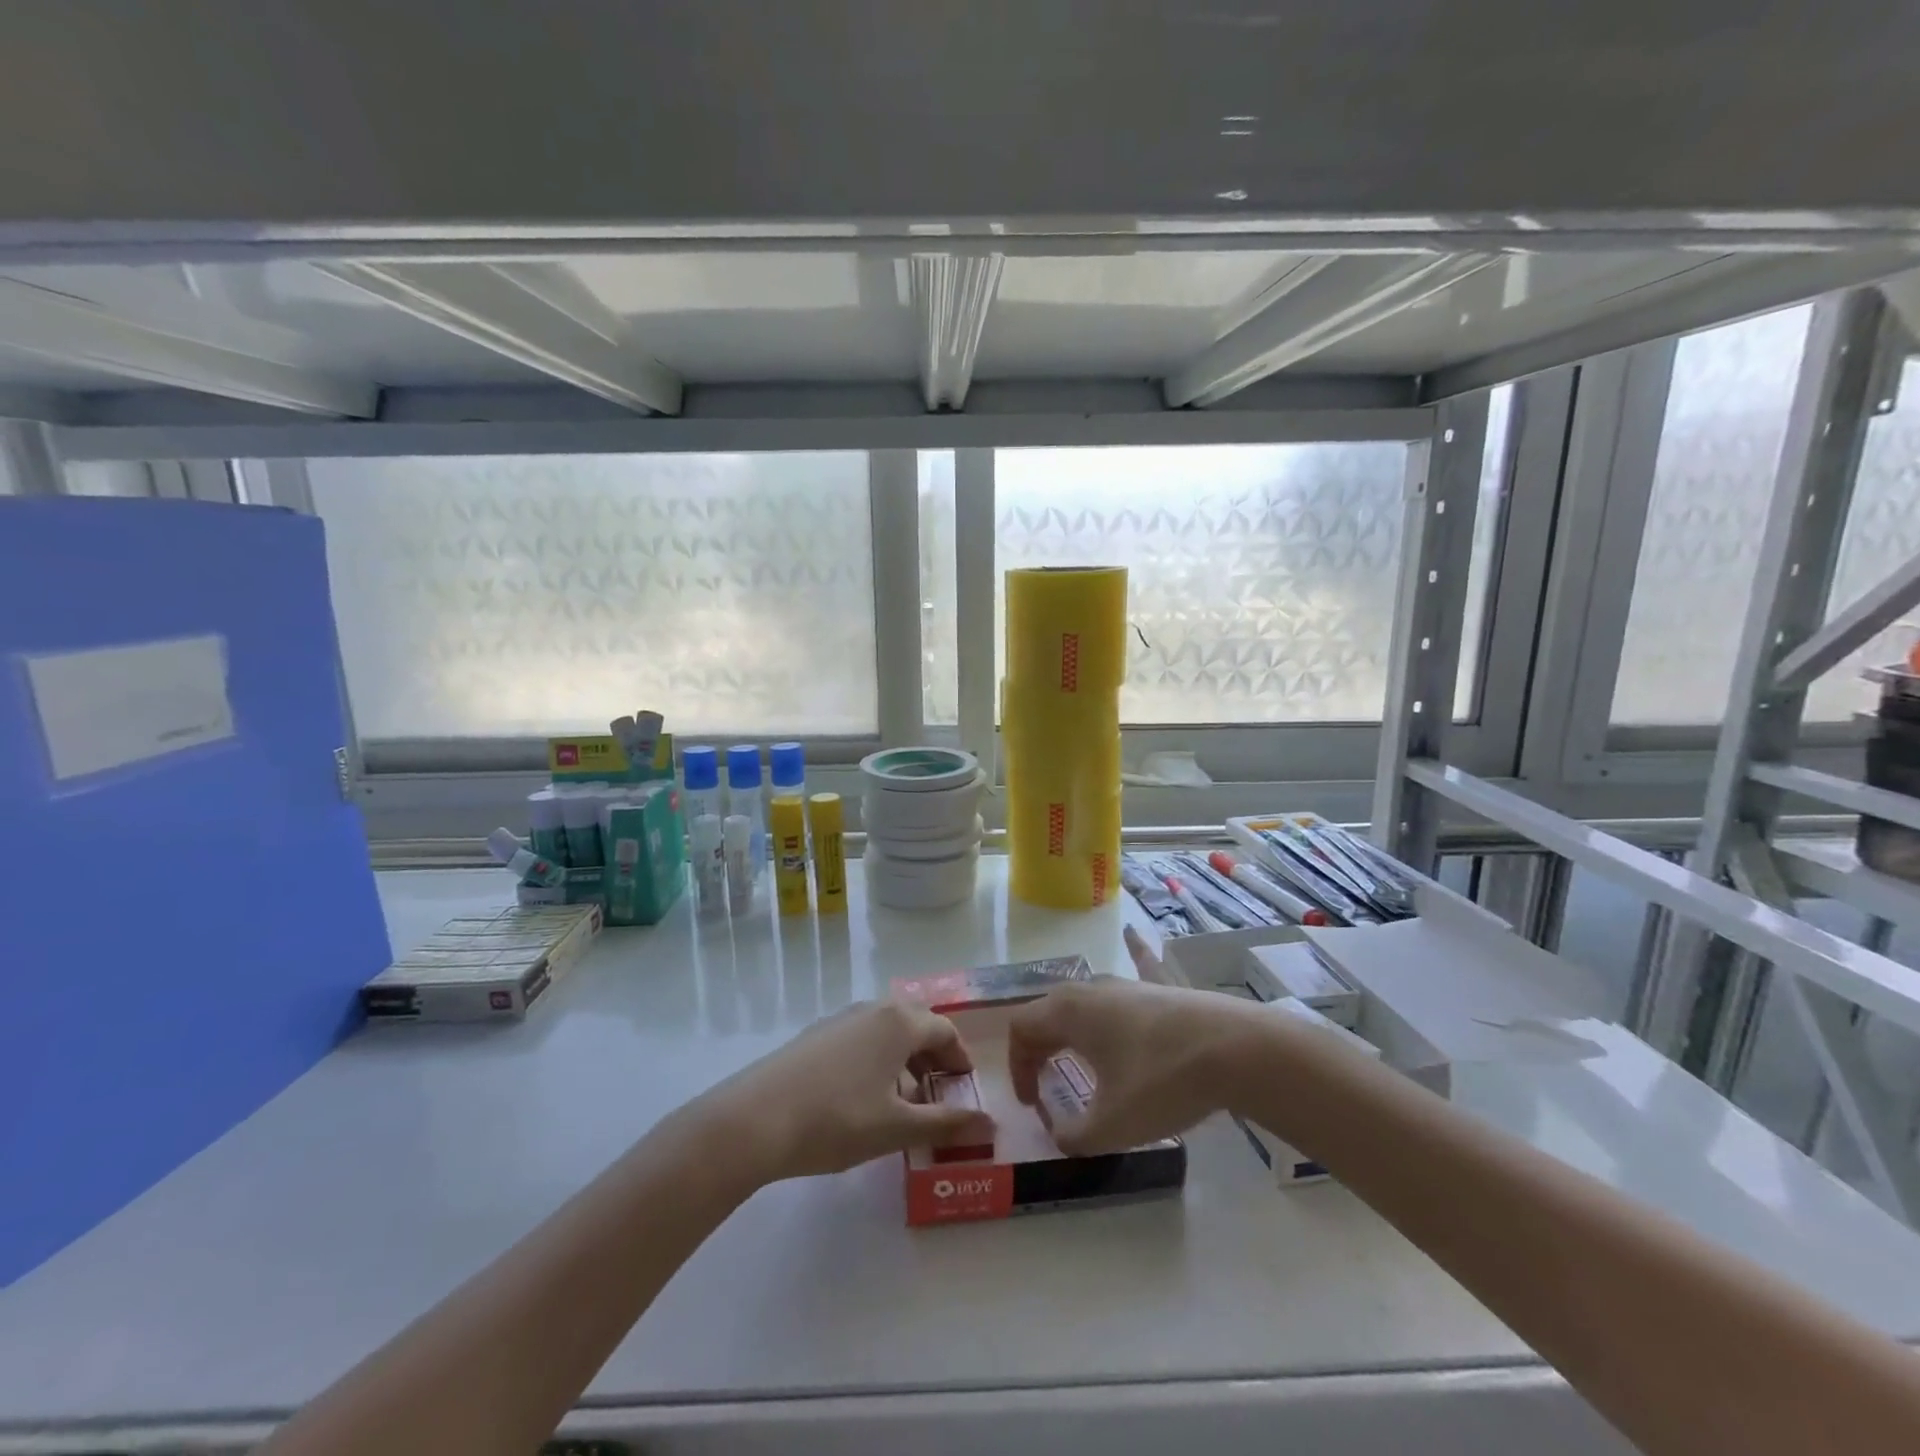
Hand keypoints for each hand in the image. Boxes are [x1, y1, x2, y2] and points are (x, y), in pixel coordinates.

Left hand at [701, 1001, 996, 1183]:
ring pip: (887, 1031)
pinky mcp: (816, 1034)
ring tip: (904, 1101)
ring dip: (905, 1059)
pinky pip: (861, 1038)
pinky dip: (877, 1059)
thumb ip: (946, 1124)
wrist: (754, 1120)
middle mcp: (873, 1009)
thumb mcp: (896, 1128)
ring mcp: (840, 1019)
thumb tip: (991, 1125)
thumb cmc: (836, 1120)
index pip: (945, 1031)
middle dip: (934, 1057)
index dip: (961, 1059)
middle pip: (917, 1025)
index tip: (966, 1089)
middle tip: (940, 1095)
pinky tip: (865, 1097)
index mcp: (899, 1022)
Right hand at [1006, 978, 1260, 1154]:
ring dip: (1072, 1027)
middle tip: (1047, 1085)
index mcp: (1068, 1012)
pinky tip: (1132, 934)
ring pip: (1086, 999)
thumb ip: (1074, 1136)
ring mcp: (1128, 983)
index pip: (1021, 1028)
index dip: (1017, 1067)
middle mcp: (1091, 989)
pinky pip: (1136, 965)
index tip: (1032, 1104)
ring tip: (1080, 1056)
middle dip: (1039, 1048)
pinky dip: (1128, 956)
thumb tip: (1061, 1134)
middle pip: (1048, 1011)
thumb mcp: (1111, 1125)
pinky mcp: (1161, 988)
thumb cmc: (1161, 1083)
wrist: (1234, 1050)